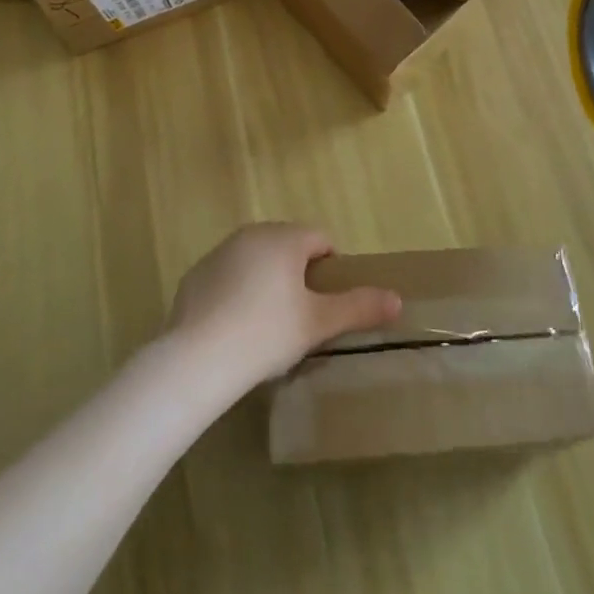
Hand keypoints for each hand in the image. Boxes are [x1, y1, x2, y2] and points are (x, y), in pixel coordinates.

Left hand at [167, 223, 401, 393]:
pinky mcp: (196, 274)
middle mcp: (252, 233)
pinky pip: (229, 276)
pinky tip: (235, 329)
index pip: (321, 239)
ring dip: (268, 281)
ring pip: (257, 259)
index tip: (327, 305)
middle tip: (301, 318)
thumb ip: (359, 307)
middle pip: (288, 246)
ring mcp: (220, 252)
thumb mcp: (318, 324)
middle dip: (299, 275)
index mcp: (284, 238)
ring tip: (268, 326)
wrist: (196, 359)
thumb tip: (397, 299)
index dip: (331, 269)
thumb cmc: (265, 334)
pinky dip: (237, 293)